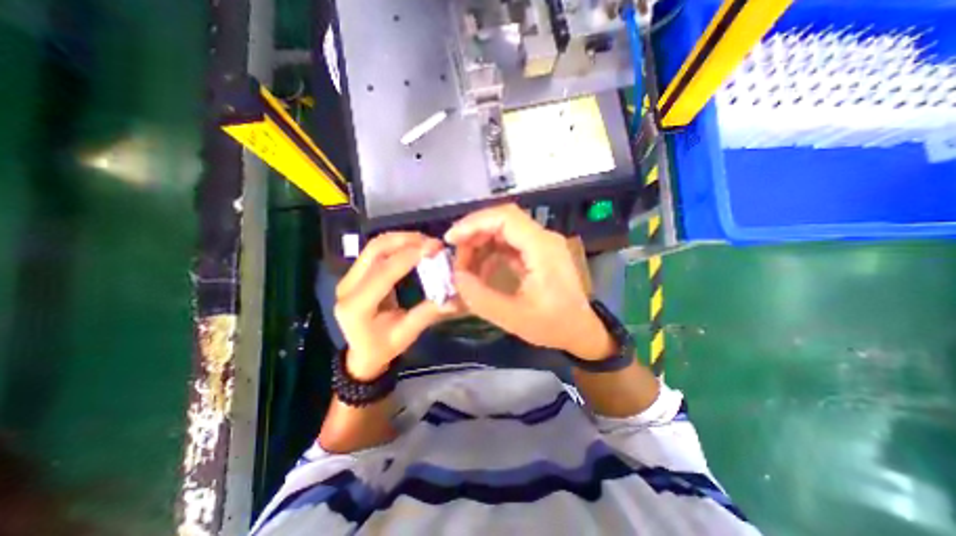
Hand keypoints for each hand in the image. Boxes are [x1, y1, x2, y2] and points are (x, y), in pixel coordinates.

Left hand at [333, 233, 458, 381]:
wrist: (361, 354)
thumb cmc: (382, 348)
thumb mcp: (406, 335)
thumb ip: (427, 314)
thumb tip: (454, 299)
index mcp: (357, 306)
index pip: (384, 272)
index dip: (409, 257)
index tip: (434, 248)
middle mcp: (348, 286)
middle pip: (375, 249)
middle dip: (405, 240)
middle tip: (432, 243)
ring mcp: (349, 277)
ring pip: (374, 246)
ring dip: (401, 239)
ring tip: (426, 242)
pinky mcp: (355, 273)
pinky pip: (376, 251)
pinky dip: (397, 245)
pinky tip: (414, 247)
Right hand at [447, 203, 615, 359]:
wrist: (581, 331)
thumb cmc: (553, 325)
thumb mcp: (513, 317)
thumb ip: (479, 297)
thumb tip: (456, 276)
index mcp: (542, 248)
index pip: (505, 217)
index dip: (474, 223)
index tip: (451, 239)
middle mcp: (543, 238)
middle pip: (502, 219)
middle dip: (474, 234)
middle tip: (456, 256)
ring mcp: (541, 244)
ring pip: (503, 230)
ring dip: (481, 243)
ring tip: (465, 265)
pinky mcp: (538, 252)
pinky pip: (509, 243)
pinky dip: (490, 251)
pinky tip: (480, 268)